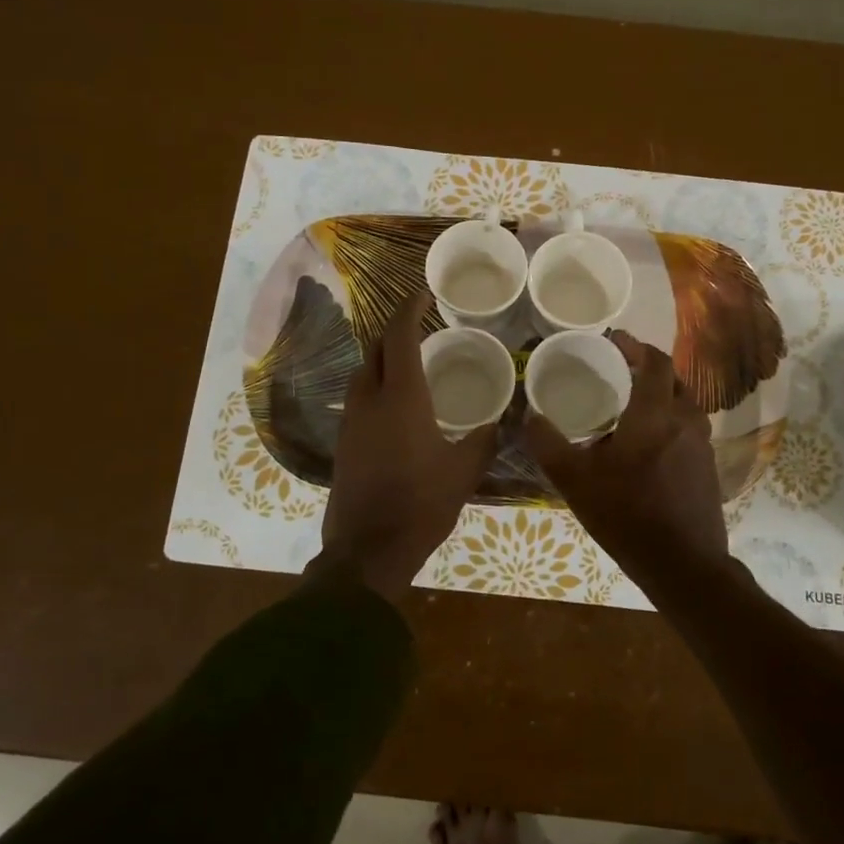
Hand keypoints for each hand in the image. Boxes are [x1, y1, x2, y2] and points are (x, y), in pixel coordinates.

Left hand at [315, 291, 498, 598]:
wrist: (368, 550)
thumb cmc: (421, 504)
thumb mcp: (463, 471)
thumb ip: (483, 440)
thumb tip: (499, 422)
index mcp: (401, 397)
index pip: (400, 337)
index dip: (408, 310)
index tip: (421, 294)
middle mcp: (369, 400)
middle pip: (375, 350)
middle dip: (394, 331)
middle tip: (419, 326)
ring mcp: (351, 422)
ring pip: (363, 374)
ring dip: (382, 359)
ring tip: (409, 362)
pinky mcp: (343, 444)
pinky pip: (359, 400)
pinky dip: (376, 386)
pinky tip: (396, 404)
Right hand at [523, 331, 726, 574]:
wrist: (684, 564)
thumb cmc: (627, 515)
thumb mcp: (575, 481)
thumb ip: (549, 445)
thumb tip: (530, 416)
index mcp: (655, 415)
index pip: (655, 363)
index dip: (636, 346)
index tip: (615, 340)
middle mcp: (685, 421)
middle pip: (673, 379)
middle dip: (648, 369)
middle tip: (620, 370)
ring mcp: (702, 445)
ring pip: (684, 405)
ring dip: (661, 396)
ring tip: (631, 405)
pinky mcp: (708, 468)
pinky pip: (688, 429)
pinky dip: (669, 422)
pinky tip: (648, 444)